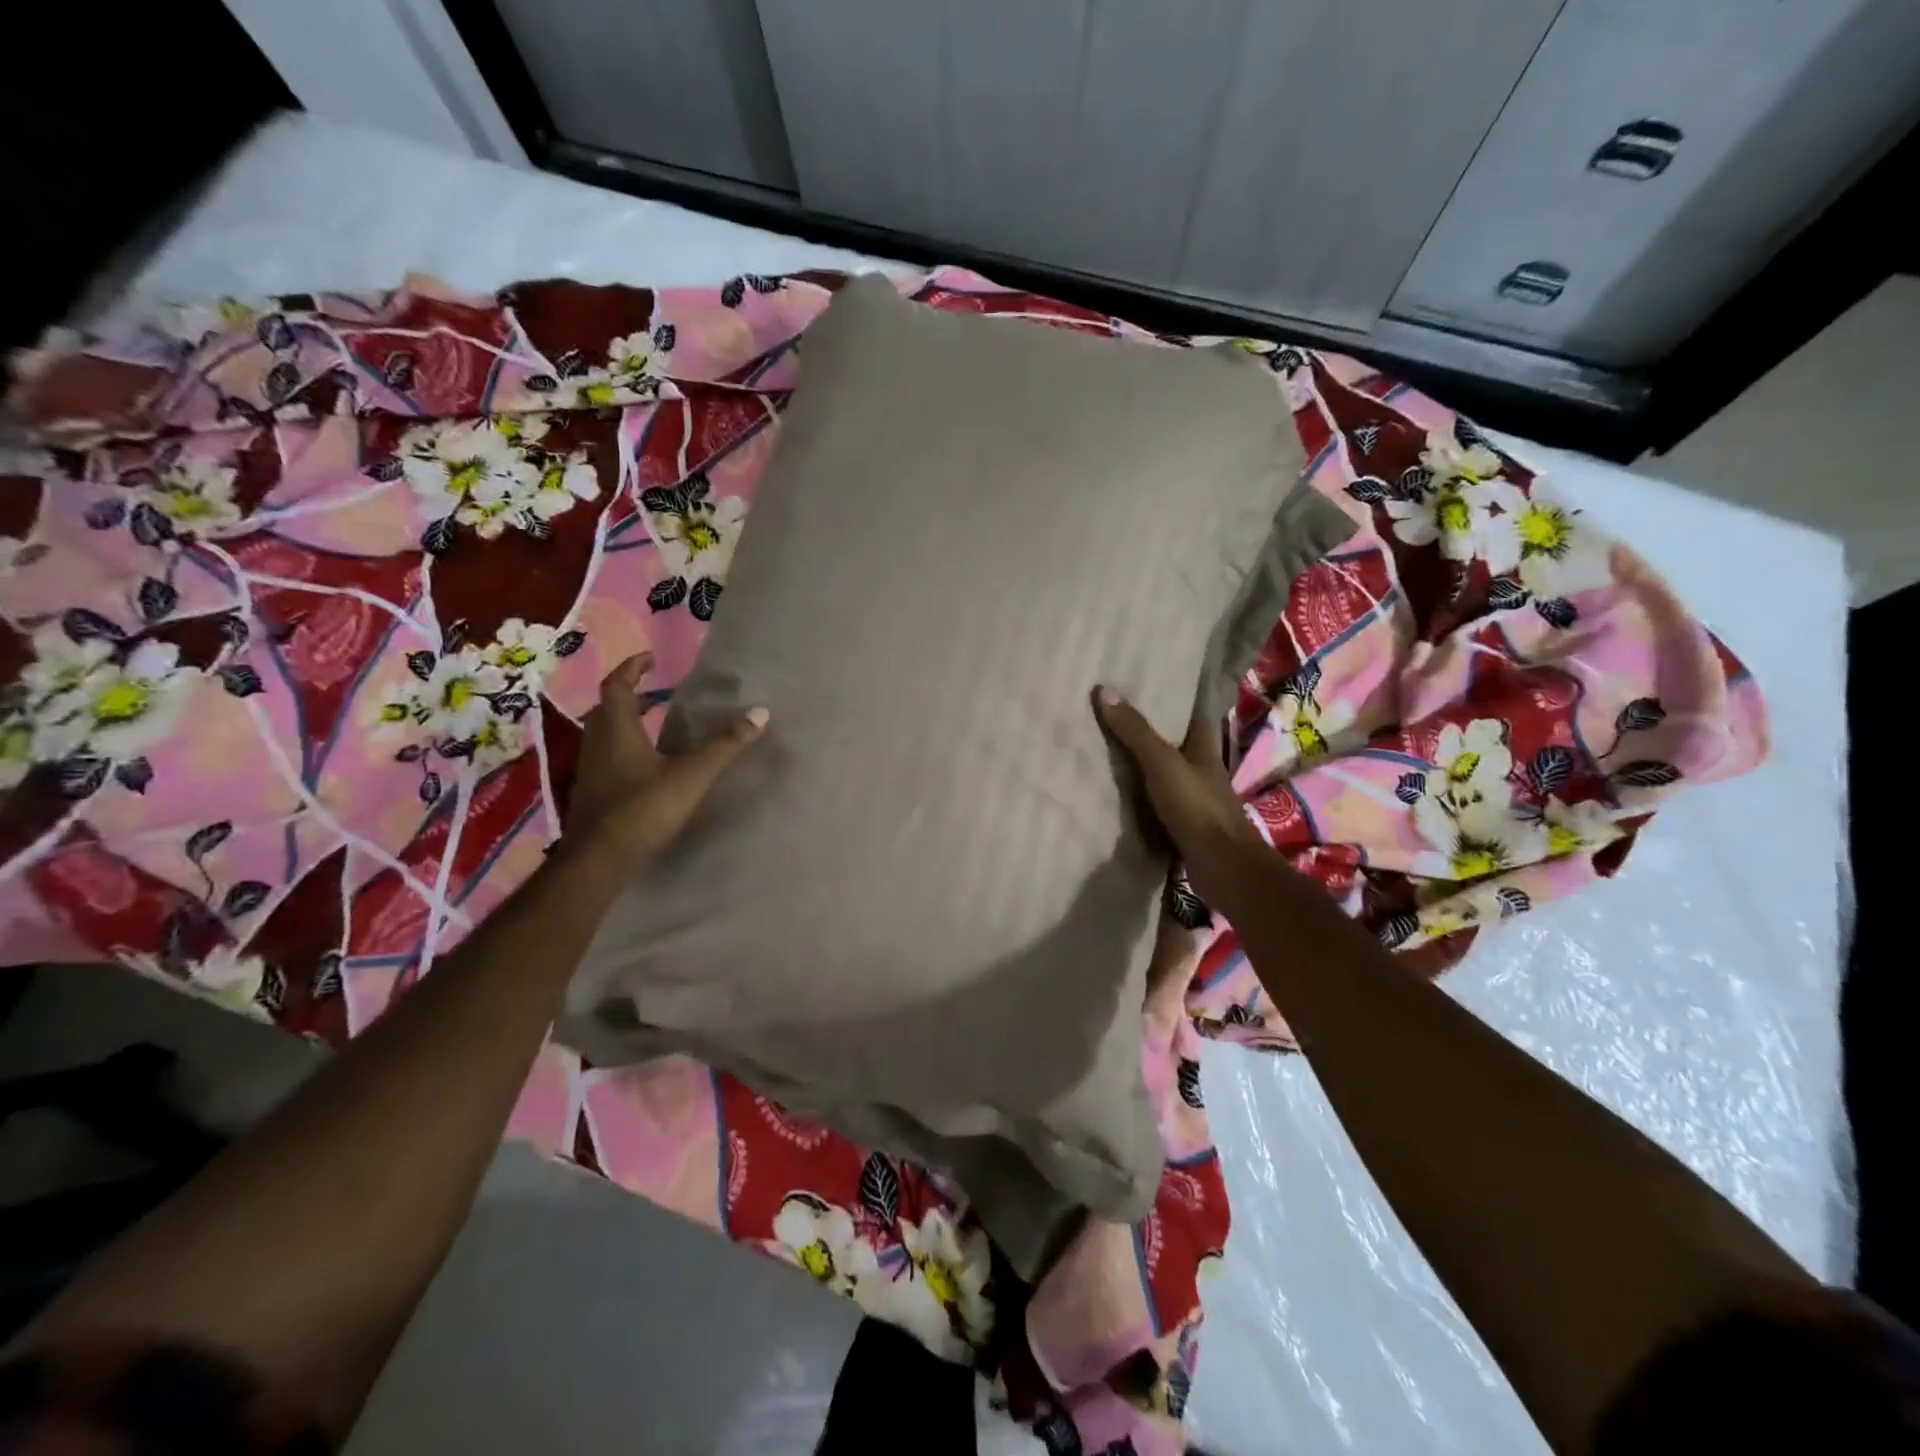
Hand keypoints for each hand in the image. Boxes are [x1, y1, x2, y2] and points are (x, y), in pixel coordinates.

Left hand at [568, 652, 766, 863]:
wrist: (599, 861)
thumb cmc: (642, 809)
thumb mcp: (691, 775)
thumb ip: (724, 745)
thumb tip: (760, 712)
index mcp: (617, 729)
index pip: (618, 685)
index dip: (633, 668)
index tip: (651, 659)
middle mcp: (597, 743)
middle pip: (607, 709)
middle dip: (630, 696)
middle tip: (657, 693)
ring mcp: (590, 770)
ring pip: (604, 735)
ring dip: (626, 724)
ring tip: (655, 726)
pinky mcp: (592, 794)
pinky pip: (606, 759)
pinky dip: (623, 750)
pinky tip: (646, 767)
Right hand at [1093, 685, 1263, 904]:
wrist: (1221, 866)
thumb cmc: (1197, 807)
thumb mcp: (1162, 763)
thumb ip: (1135, 731)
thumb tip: (1105, 690)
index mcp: (1204, 748)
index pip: (1191, 714)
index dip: (1173, 699)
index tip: (1147, 685)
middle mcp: (1201, 770)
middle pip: (1174, 743)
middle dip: (1150, 730)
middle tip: (1115, 713)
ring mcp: (1193, 799)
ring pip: (1164, 772)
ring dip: (1142, 763)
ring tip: (1106, 747)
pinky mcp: (1182, 824)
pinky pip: (1155, 801)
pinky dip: (1139, 795)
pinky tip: (1115, 791)